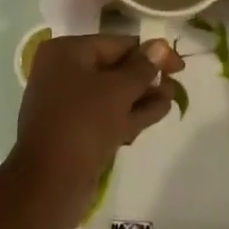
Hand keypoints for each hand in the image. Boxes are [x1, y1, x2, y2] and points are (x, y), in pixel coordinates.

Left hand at [14, 34, 183, 217]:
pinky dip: (131, 113)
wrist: (49, 184)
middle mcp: (63, 73)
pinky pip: (107, 115)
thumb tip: (161, 45)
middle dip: (147, 76)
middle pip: (115, 68)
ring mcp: (68, 104)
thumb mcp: (118, 89)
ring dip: (143, 96)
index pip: (117, 44)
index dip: (151, 52)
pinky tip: (159, 112)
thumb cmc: (83, 122)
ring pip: (113, 94)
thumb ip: (143, 67)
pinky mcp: (76, 132)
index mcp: (66, 53)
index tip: (178, 65)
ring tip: (173, 97)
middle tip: (177, 81)